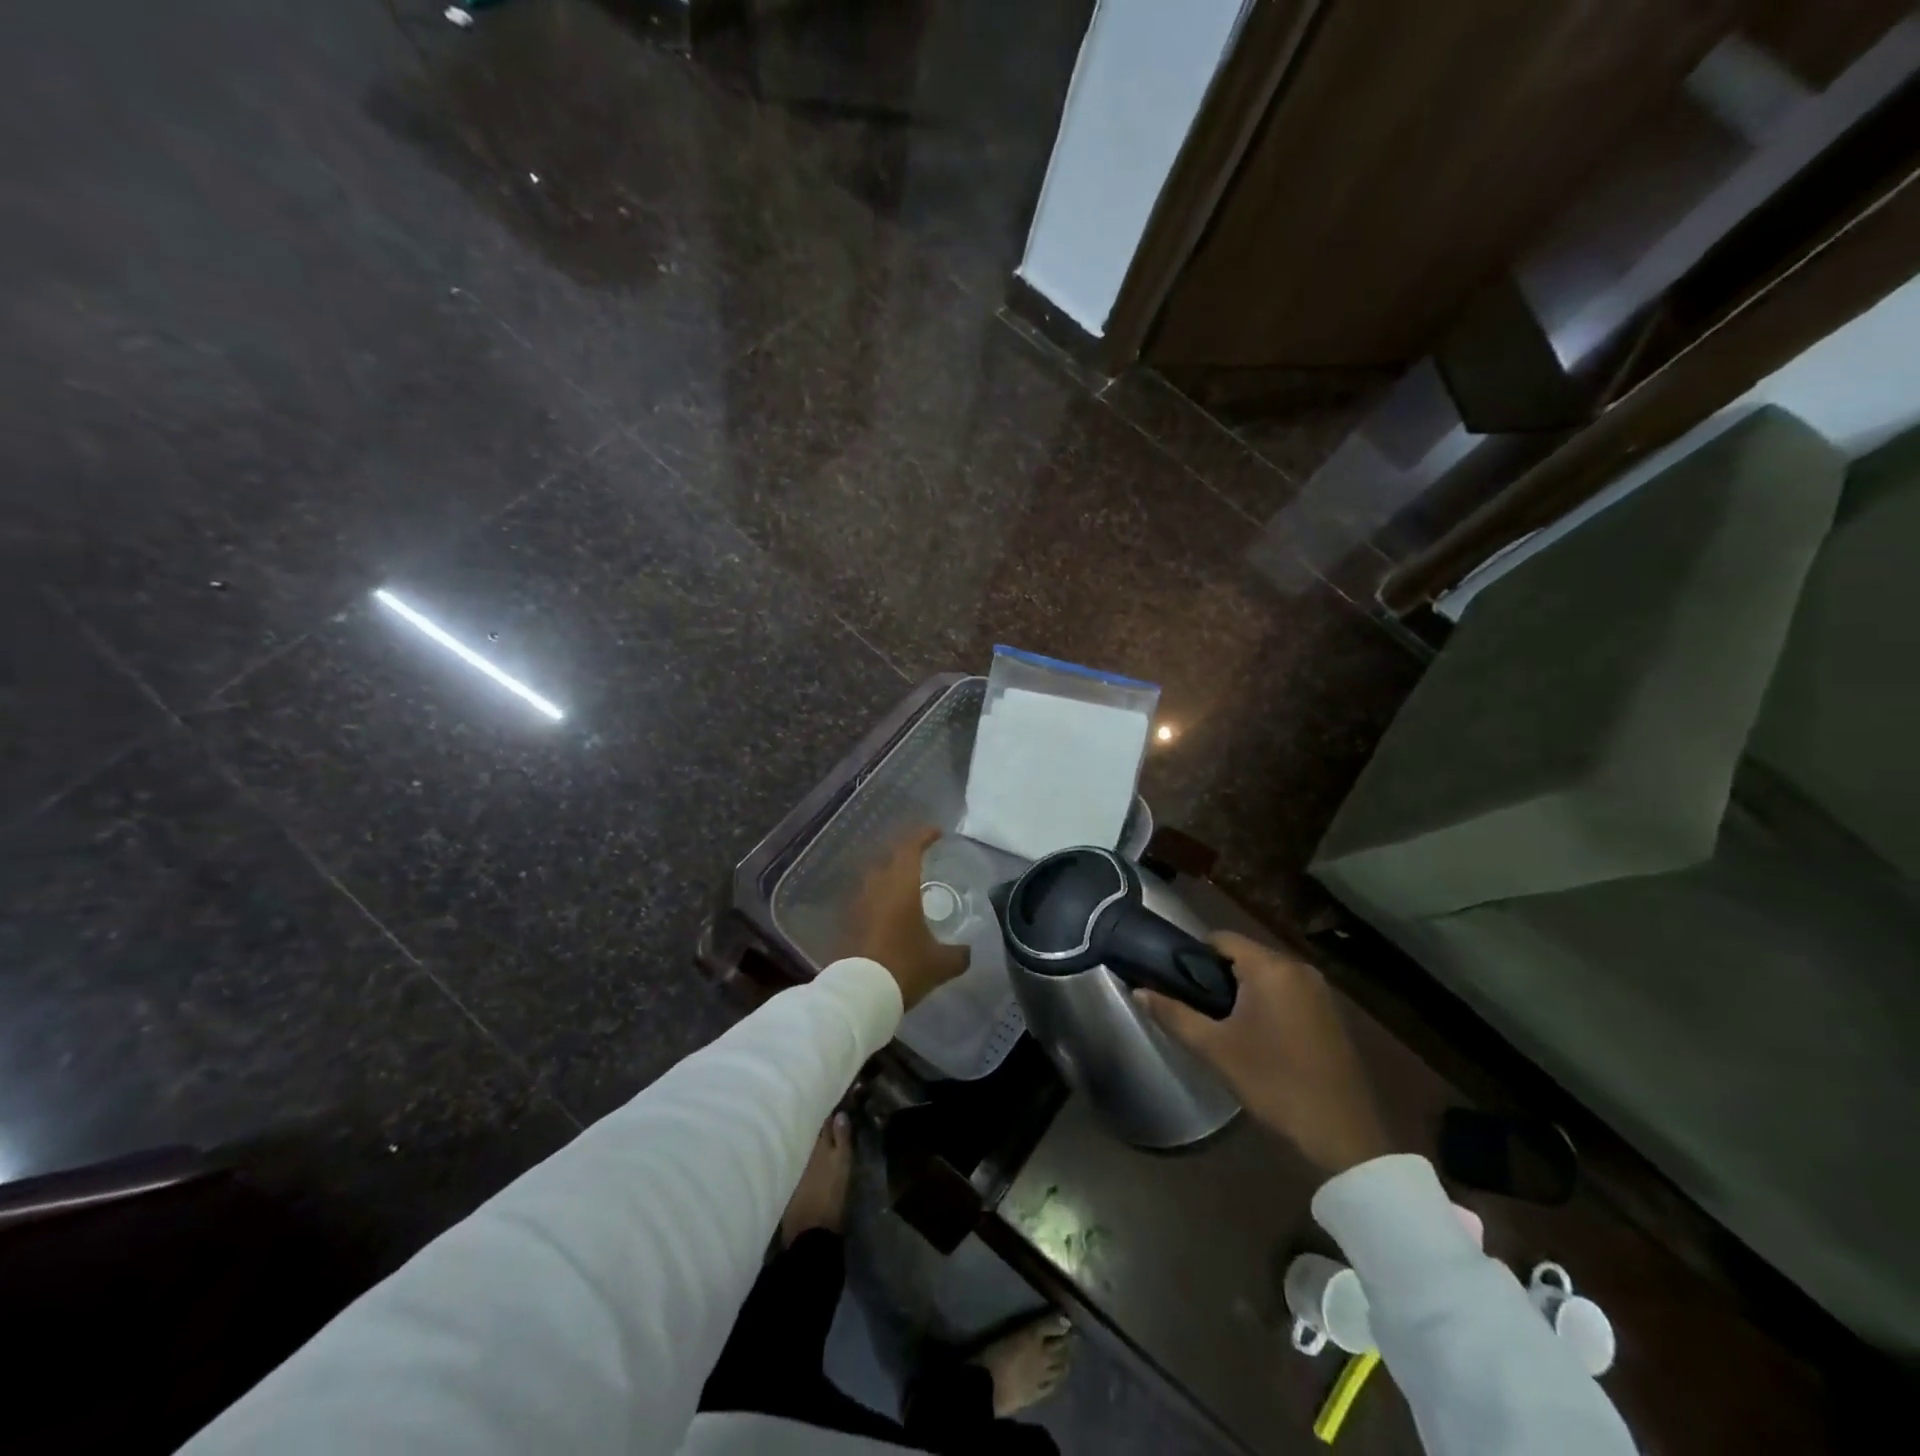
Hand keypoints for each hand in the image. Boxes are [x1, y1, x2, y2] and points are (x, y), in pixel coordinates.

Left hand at [844, 827, 968, 1009]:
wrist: (860, 994)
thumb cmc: (904, 967)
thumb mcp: (941, 963)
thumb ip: (959, 954)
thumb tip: (968, 951)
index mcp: (901, 886)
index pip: (911, 848)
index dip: (924, 837)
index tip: (937, 833)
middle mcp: (876, 887)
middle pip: (890, 860)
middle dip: (906, 857)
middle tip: (923, 861)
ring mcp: (858, 904)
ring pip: (875, 880)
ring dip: (890, 878)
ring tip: (906, 889)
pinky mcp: (847, 922)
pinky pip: (866, 901)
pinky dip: (879, 900)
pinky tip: (889, 915)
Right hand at [1138, 931, 1388, 1173]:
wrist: (1341, 1133)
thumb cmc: (1273, 1082)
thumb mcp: (1215, 1049)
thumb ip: (1174, 1014)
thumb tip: (1138, 991)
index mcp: (1271, 967)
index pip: (1221, 939)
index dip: (1193, 955)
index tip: (1177, 981)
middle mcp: (1298, 968)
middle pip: (1244, 955)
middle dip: (1217, 975)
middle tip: (1196, 1007)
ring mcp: (1319, 990)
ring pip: (1266, 975)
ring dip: (1243, 990)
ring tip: (1222, 1023)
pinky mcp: (1330, 1013)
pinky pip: (1287, 992)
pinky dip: (1267, 1003)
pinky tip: (1257, 1036)